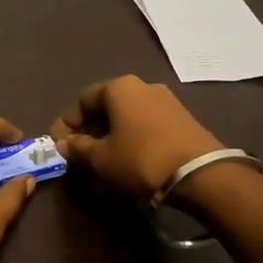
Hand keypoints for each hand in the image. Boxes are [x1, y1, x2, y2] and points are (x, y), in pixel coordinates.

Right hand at [49, 74, 224, 200]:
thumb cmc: (140, 159)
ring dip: (110, 145)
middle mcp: (142, 87)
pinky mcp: (183, 122)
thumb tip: (63, 144)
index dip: (66, 125)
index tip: (60, 149)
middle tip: (80, 163)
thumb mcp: (101, 158)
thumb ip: (78, 148)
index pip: (81, 101)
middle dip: (89, 137)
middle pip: (106, 111)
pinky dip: (131, 147)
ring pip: (126, 123)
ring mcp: (166, 103)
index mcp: (118, 87)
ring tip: (102, 175)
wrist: (202, 174)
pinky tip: (127, 172)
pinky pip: (146, 131)